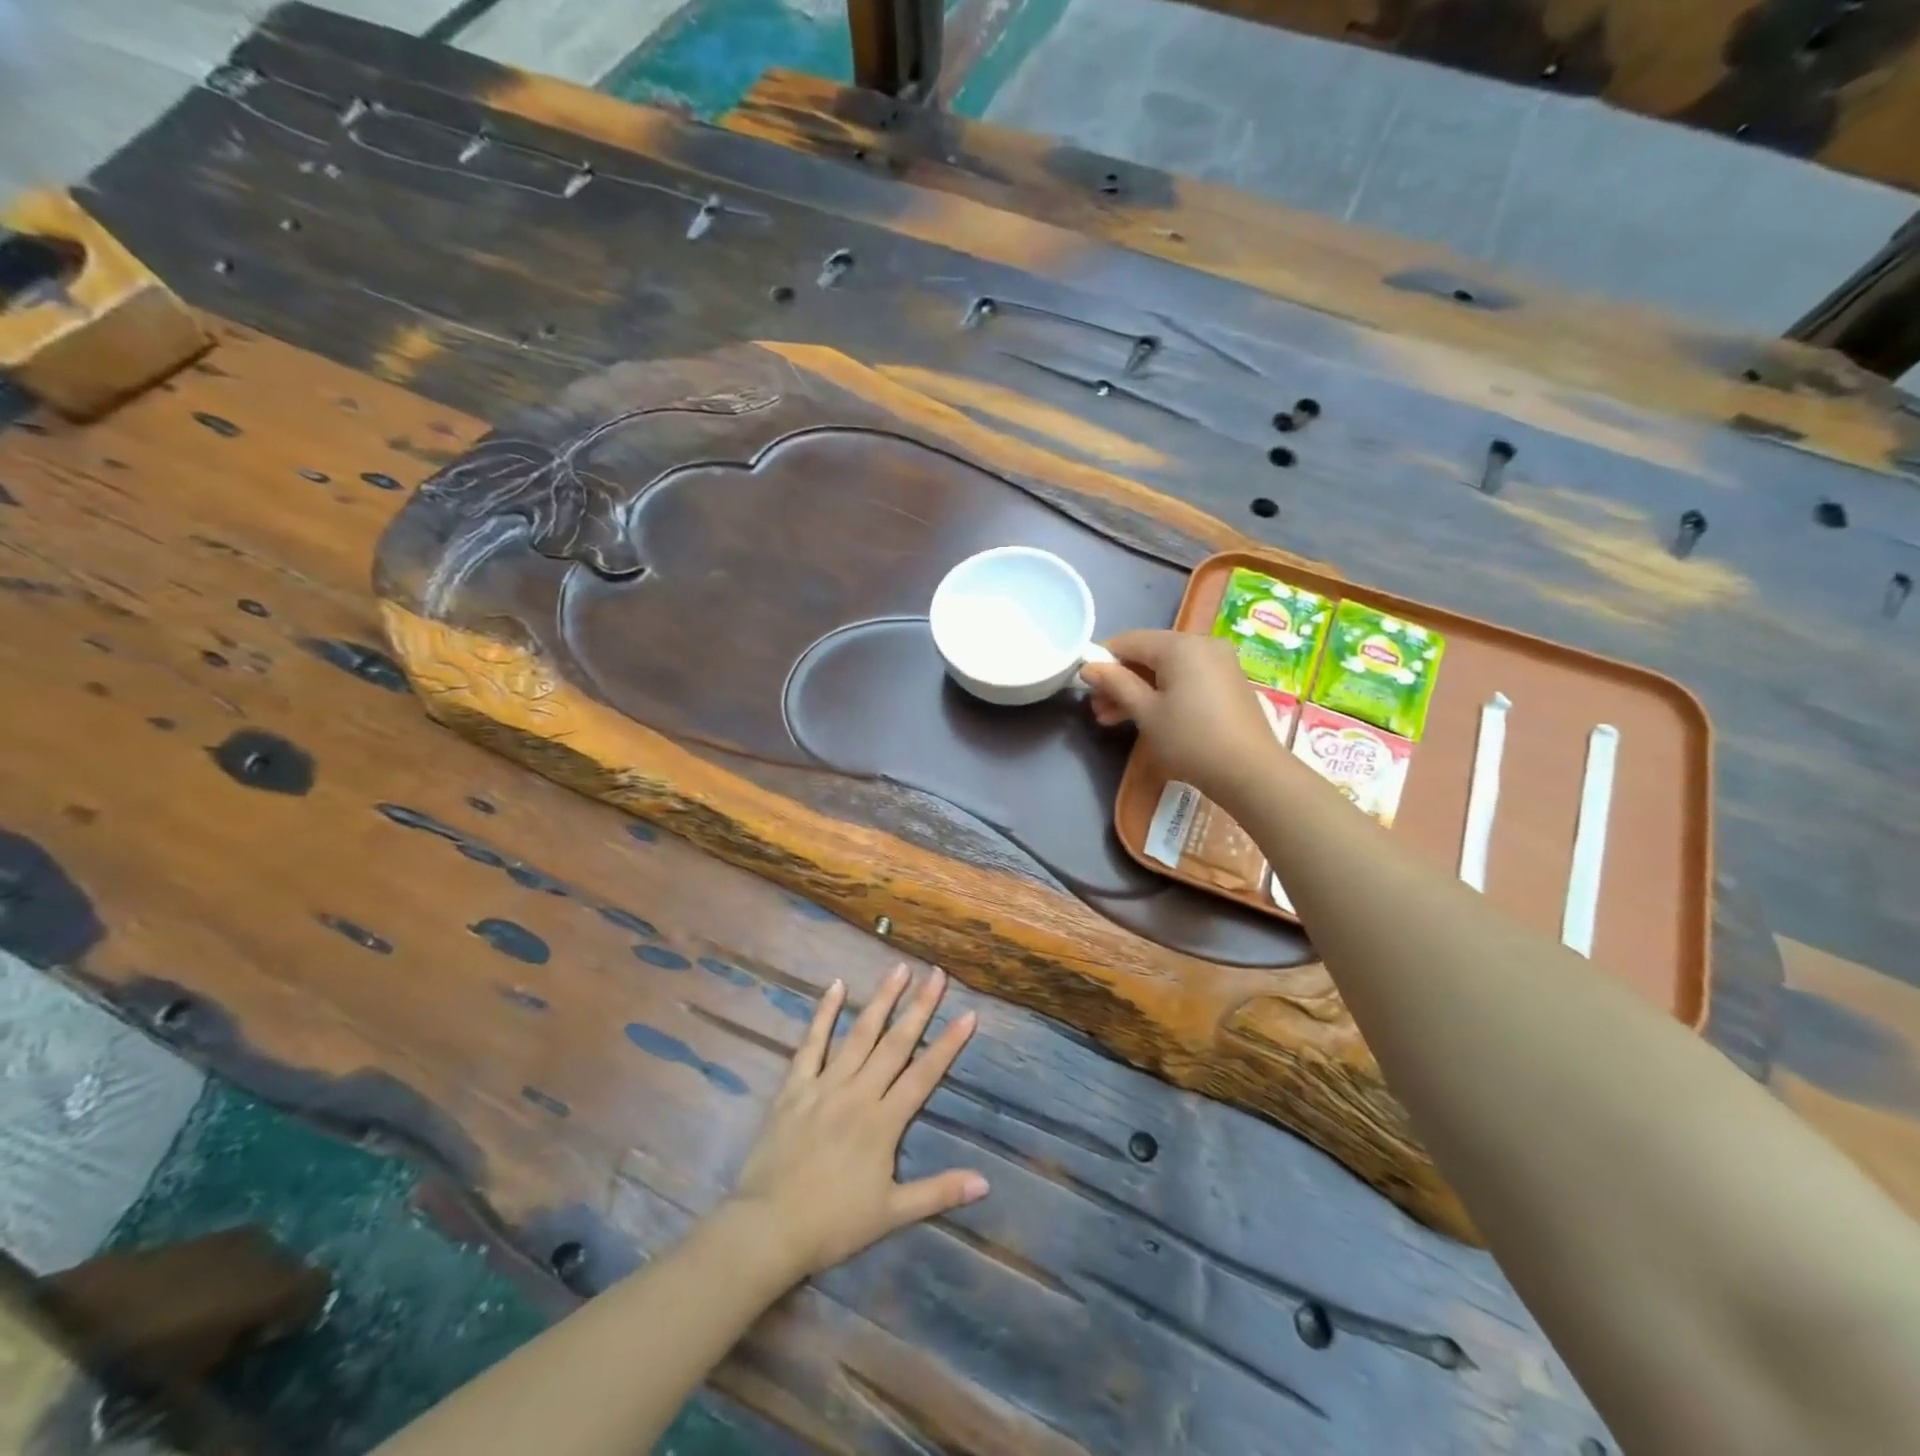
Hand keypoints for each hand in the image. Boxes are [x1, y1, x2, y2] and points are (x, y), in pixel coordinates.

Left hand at [725, 966, 986, 1282]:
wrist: (768, 1228)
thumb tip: (985, 1182)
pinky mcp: (795, 1087)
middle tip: (936, 974)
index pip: (924, 1075)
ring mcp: (825, 1085)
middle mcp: (858, 1093)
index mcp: (883, 1122)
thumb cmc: (833, 1224)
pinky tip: (836, 987)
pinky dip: (824, 1014)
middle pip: (895, 1043)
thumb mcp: (892, 1214)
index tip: (968, 1014)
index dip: (948, 1045)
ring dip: (881, 1000)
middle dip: (919, 1007)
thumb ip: (938, 1192)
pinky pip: (812, 1044)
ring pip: (859, 1034)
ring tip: (898, 969)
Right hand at [1083, 629, 1280, 804]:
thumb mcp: (1146, 712)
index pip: (1129, 640)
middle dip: (1120, 679)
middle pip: (1149, 653)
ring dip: (1139, 689)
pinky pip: (1187, 678)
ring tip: (1112, 719)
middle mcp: (1202, 644)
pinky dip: (1164, 692)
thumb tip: (1088, 667)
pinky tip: (1147, 716)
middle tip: (1098, 709)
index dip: (1103, 659)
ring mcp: (1219, 662)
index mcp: (1180, 645)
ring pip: (1167, 668)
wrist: (1251, 771)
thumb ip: (1116, 684)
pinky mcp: (1228, 682)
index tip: (1085, 684)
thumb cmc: (1191, 739)